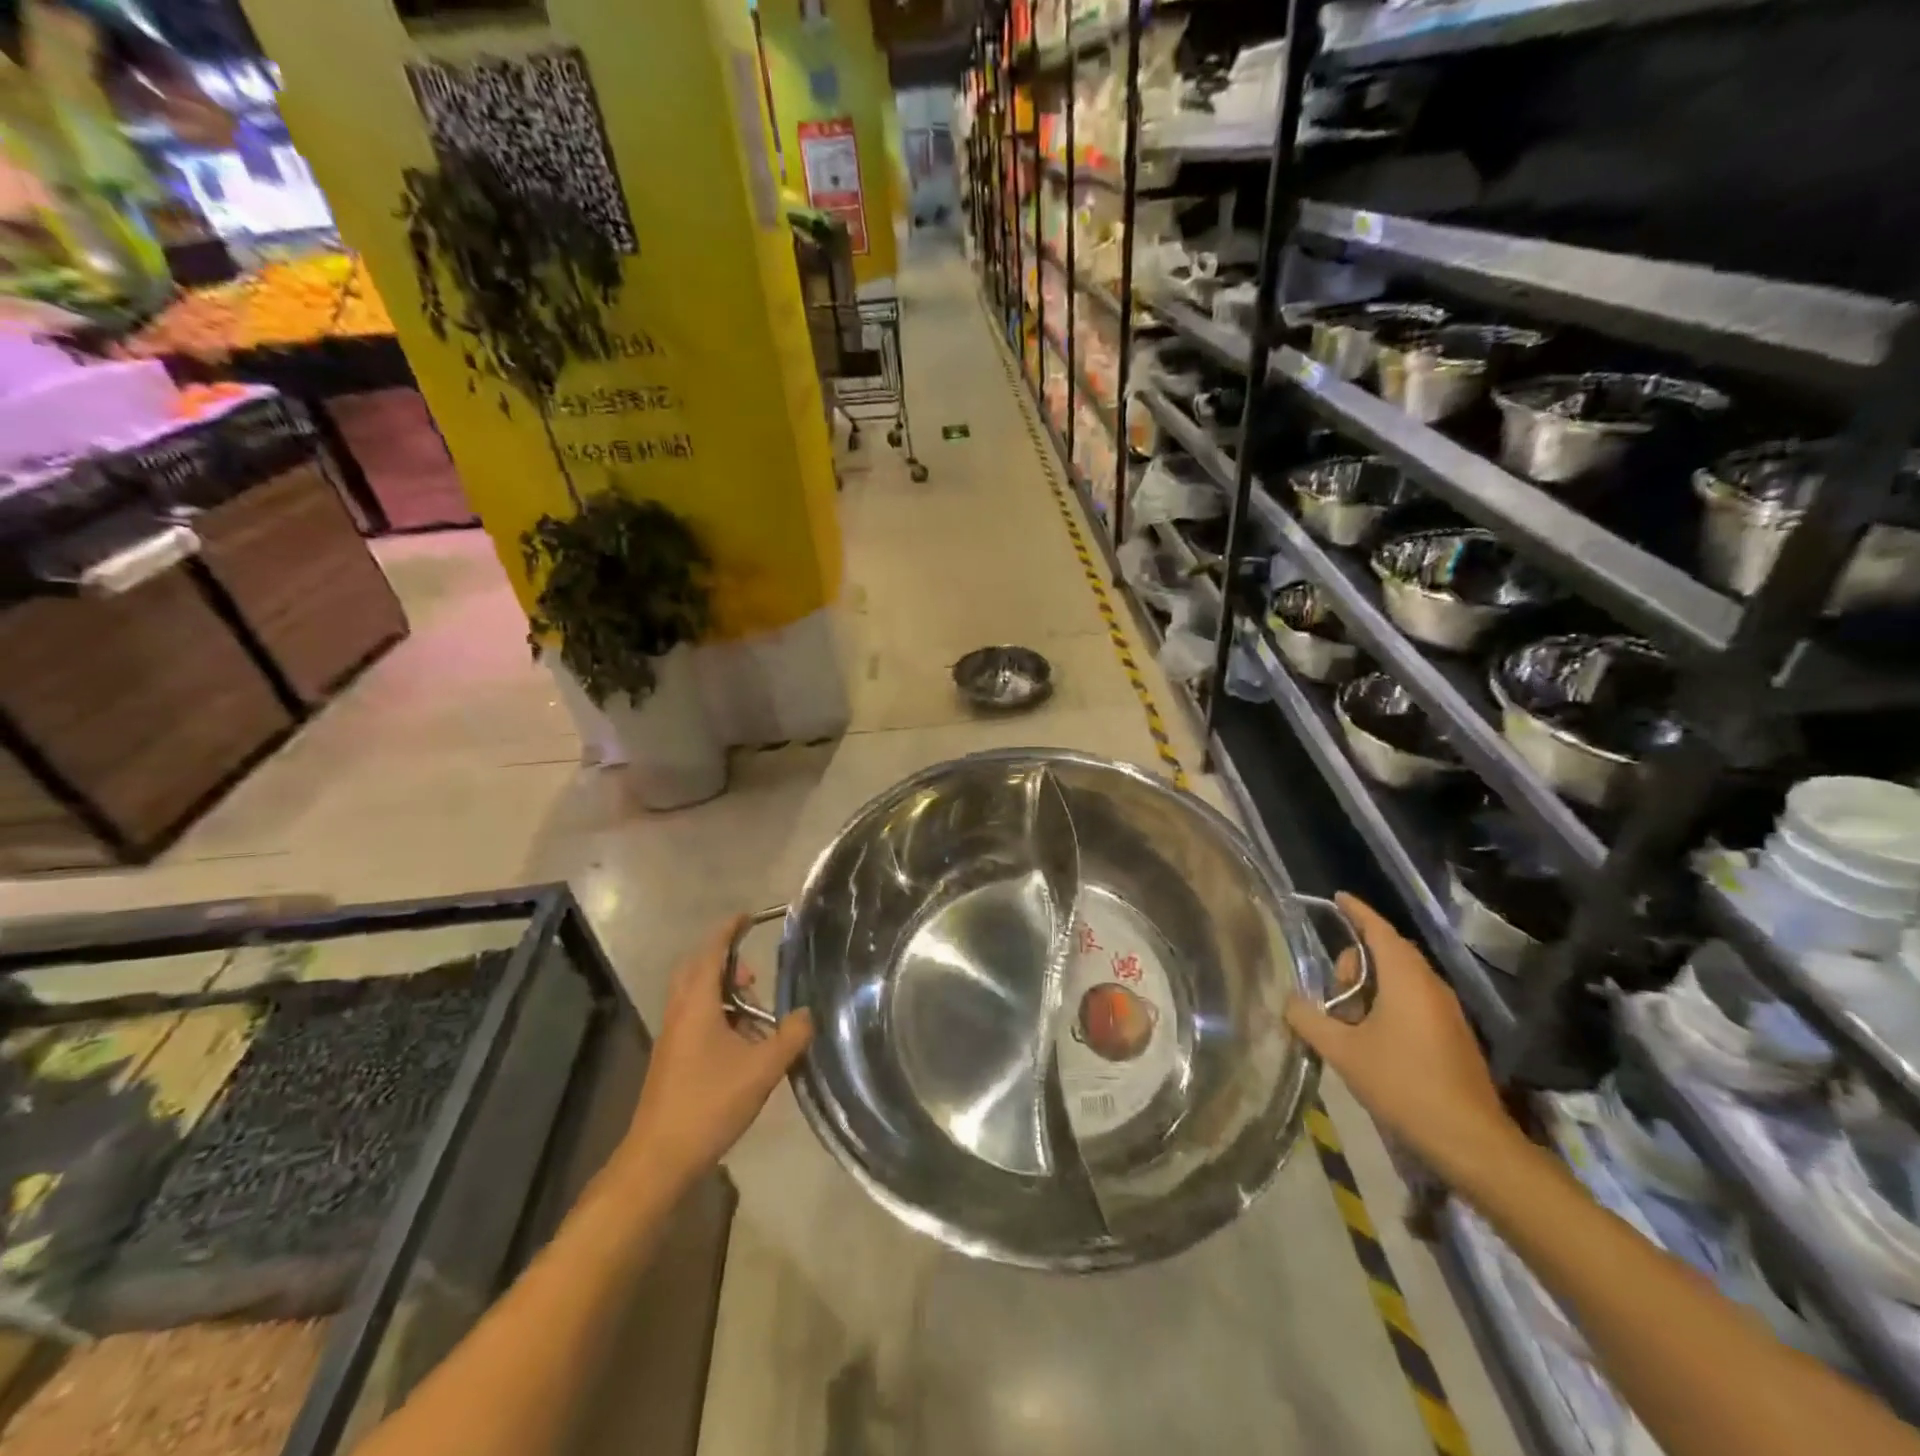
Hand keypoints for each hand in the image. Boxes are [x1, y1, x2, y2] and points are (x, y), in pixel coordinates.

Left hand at [618, 915, 812, 1191]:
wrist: (659, 1159)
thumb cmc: (709, 1104)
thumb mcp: (762, 1069)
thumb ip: (791, 1037)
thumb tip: (808, 1014)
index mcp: (696, 1003)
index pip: (712, 952)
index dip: (729, 930)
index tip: (748, 916)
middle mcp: (680, 1012)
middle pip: (699, 971)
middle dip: (727, 964)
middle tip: (754, 975)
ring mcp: (672, 1037)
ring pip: (697, 998)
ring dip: (725, 995)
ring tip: (757, 1016)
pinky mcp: (672, 1059)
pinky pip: (696, 1020)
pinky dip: (720, 1018)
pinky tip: (744, 1046)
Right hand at [1286, 894, 1519, 1180]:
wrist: (1470, 1141)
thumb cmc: (1403, 1085)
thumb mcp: (1343, 1052)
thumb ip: (1309, 1020)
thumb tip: (1288, 1001)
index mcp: (1406, 979)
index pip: (1378, 930)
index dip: (1357, 911)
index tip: (1338, 897)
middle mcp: (1430, 986)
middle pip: (1389, 952)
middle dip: (1355, 961)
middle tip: (1331, 991)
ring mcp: (1446, 1011)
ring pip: (1401, 978)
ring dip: (1370, 986)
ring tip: (1345, 1018)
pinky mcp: (1452, 1034)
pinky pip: (1414, 999)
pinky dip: (1387, 1002)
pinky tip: (1370, 1035)